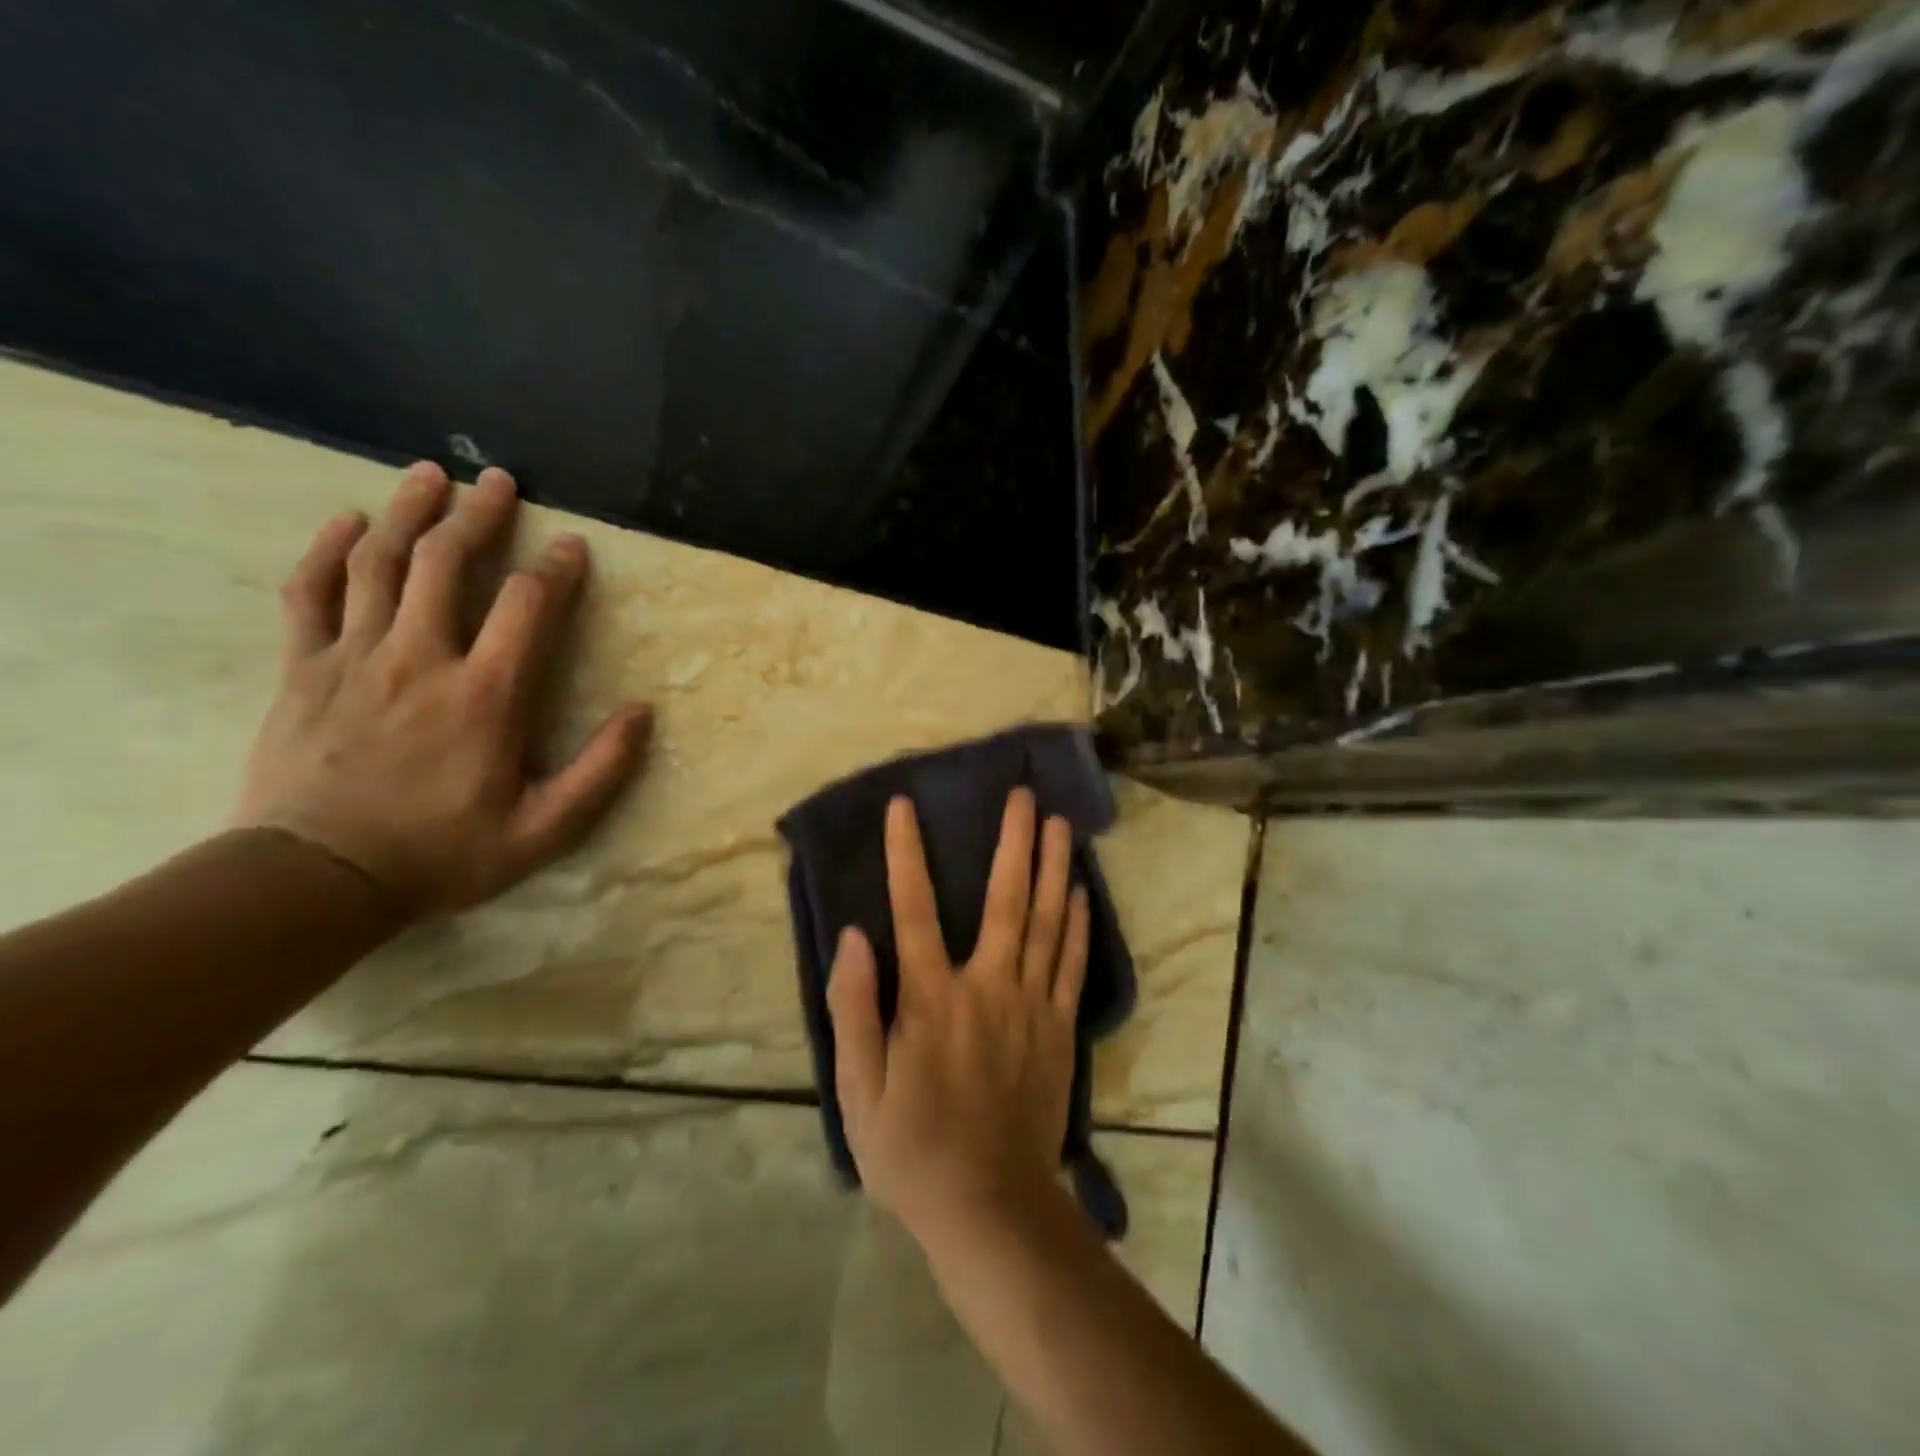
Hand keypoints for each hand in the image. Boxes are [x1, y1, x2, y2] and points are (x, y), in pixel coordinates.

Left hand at [231, 461, 651, 917]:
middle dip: (478, 515)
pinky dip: (327, 550)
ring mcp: (355, 657)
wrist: (317, 878)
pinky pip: (310, 593)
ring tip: (430, 475)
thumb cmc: (443, 853)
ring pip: (379, 563)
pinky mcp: (304, 669)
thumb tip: (642, 714)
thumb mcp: (545, 830)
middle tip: (497, 479)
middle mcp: (421, 658)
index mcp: (486, 694)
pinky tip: (345, 522)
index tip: (572, 543)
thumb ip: (601, 771)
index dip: (555, 568)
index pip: (527, 605)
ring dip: (408, 512)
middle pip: (445, 563)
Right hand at [827, 787, 1090, 1244]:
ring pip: (1046, 921)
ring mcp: (1031, 1005)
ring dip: (1053, 867)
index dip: (906, 854)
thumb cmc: (912, 1150)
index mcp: (931, 999)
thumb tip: (855, 936)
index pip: (913, 910)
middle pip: (1004, 899)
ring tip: (1059, 822)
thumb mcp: (858, 1090)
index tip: (904, 807)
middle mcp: (986, 986)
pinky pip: (1071, 963)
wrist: (990, 1207)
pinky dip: (1078, 922)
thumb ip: (853, 1008)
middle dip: (1013, 841)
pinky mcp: (1059, 1028)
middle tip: (1023, 795)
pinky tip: (1081, 889)